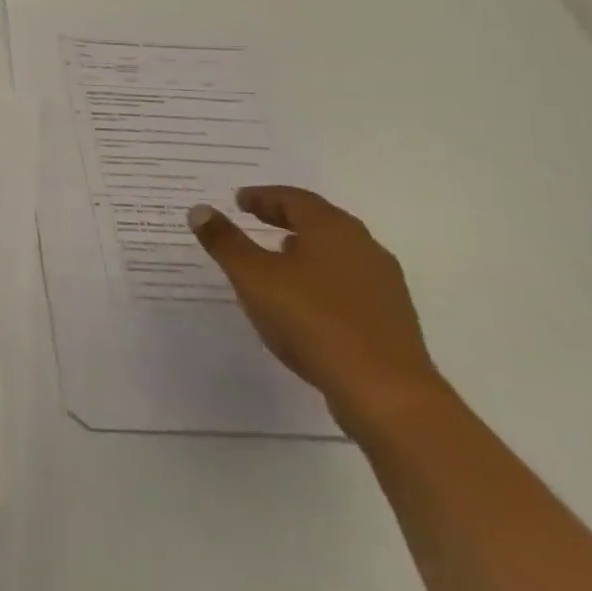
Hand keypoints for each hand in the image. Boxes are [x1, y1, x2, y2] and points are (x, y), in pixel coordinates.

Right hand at [190, 186, 445, 439]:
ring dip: (304, 246)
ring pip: (336, 251)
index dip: (262, 197)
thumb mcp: (253, 277)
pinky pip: (347, 280)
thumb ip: (225, 241)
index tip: (238, 200)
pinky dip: (321, 275)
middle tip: (254, 218)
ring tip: (277, 254)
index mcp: (332, 229)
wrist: (386, 393)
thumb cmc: (312, 320)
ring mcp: (383, 283)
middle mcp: (363, 247)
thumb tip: (200, 210)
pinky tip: (305, 296)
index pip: (293, 199)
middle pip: (319, 220)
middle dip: (284, 216)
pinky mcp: (391, 317)